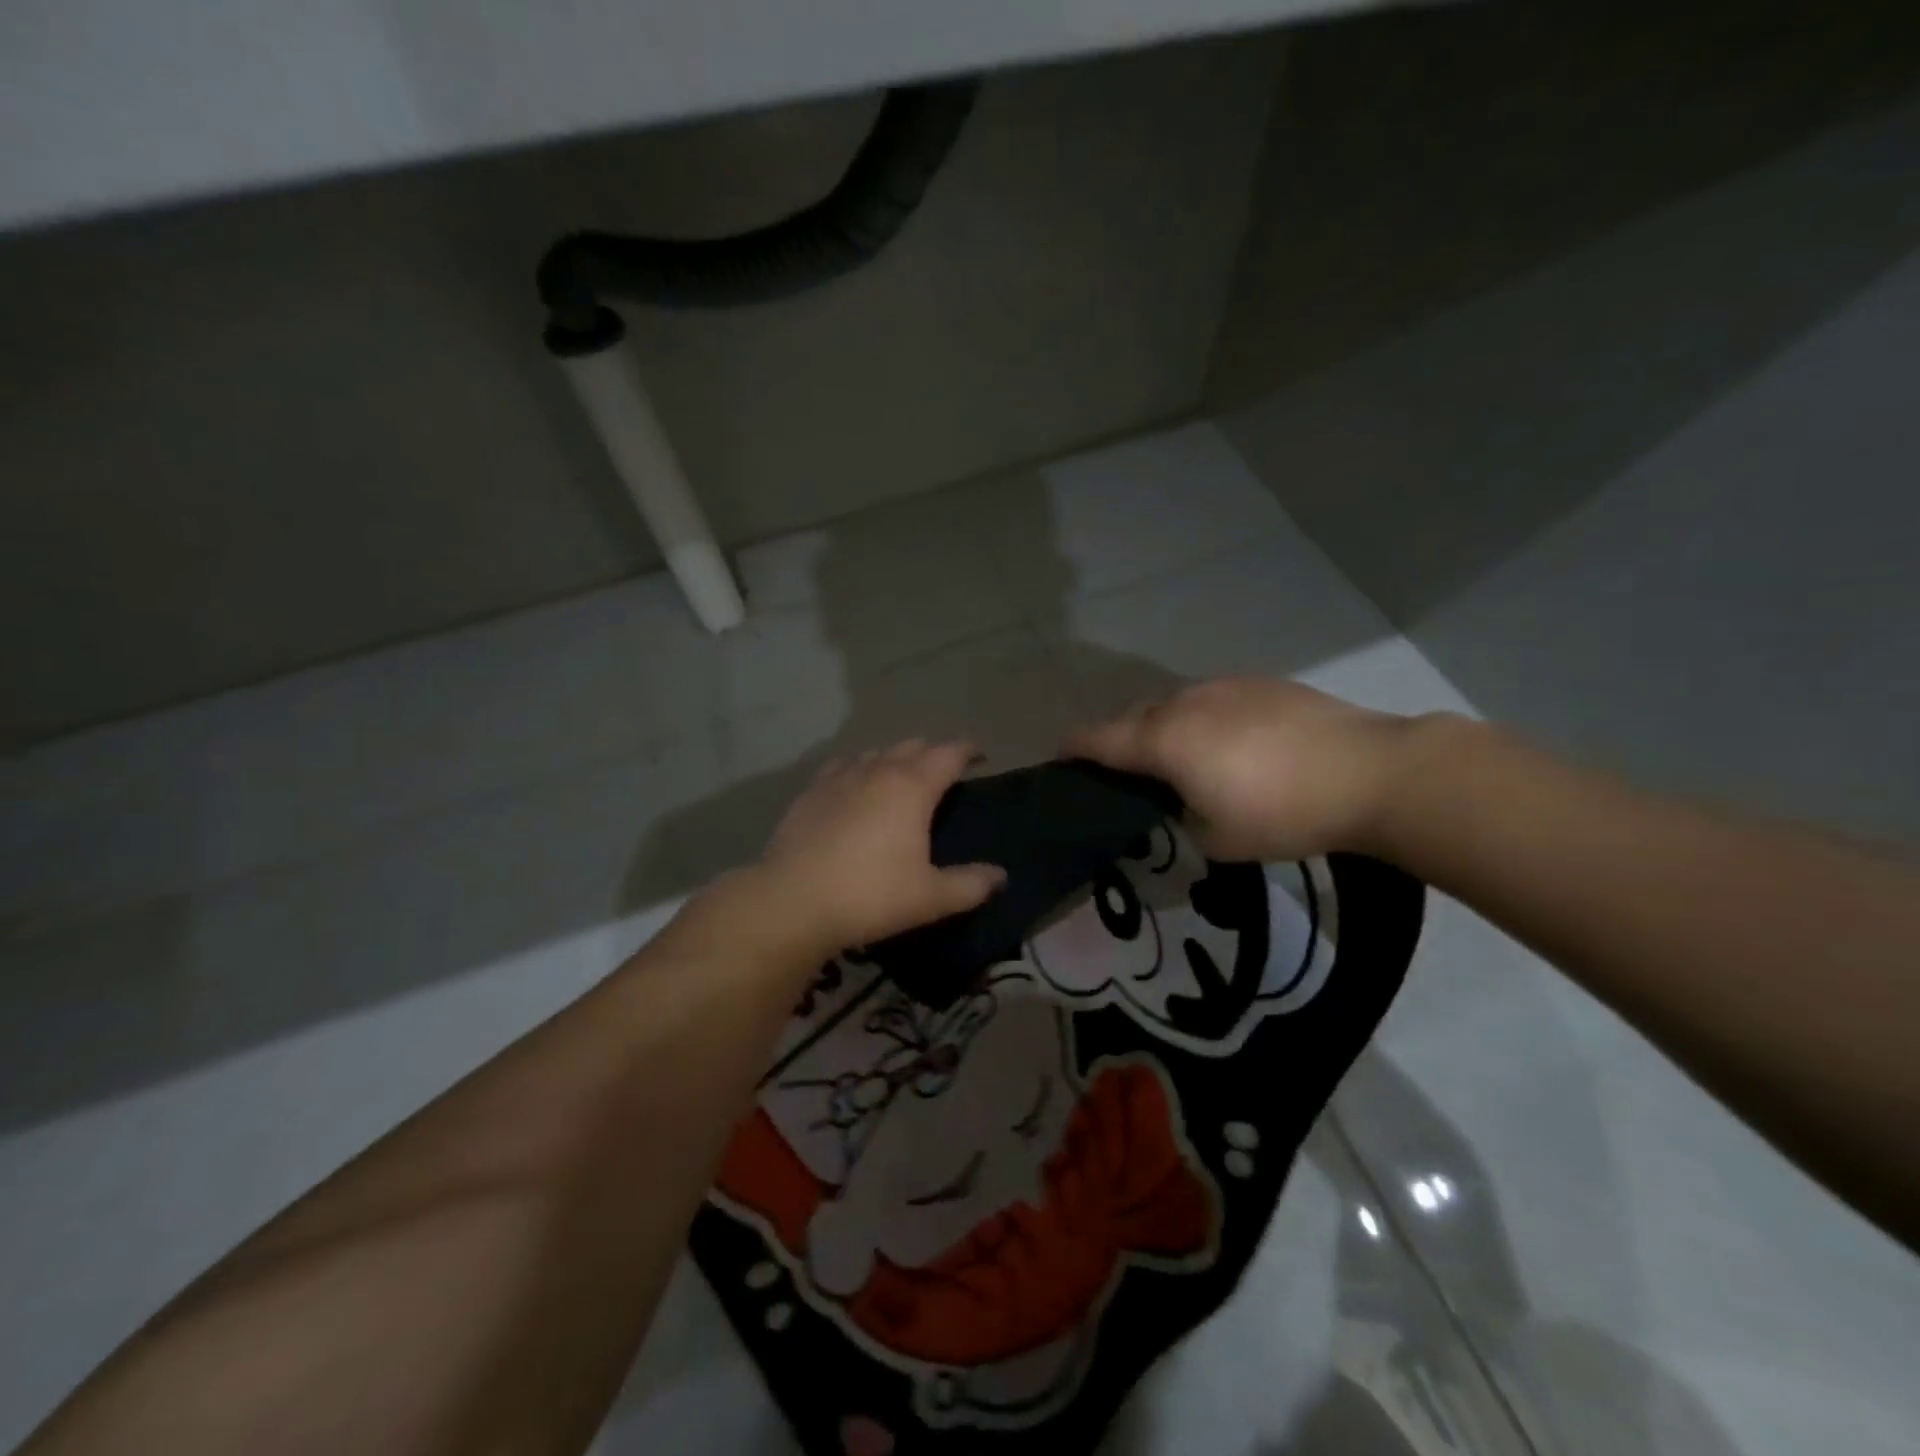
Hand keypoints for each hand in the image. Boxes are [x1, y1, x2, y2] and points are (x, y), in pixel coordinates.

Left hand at [755, 740, 1006, 953]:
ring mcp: (839, 777)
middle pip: (912, 746)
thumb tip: (1000, 876)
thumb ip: (970, 884)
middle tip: (944, 774)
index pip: (948, 753)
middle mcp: (877, 770)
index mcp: (912, 787)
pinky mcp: (811, 791)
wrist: (793, 901)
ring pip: (876, 753)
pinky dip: (859, 769)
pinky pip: (843, 766)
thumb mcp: (930, 897)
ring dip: (895, 759)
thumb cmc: (870, 895)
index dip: (968, 750)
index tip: (980, 755)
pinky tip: (854, 786)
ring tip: (901, 779)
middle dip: (933, 753)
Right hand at [1064, 678, 1429, 861]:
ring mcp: (1223, 687)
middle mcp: (1183, 703)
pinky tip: (1230, 744)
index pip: (1097, 739)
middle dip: (1119, 742)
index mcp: (1162, 740)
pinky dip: (1202, 720)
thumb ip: (1179, 818)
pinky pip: (1211, 700)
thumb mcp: (1215, 839)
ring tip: (1180, 759)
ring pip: (1173, 705)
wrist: (1371, 772)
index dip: (1072, 750)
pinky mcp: (1260, 683)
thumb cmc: (1282, 814)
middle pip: (1132, 718)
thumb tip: (1175, 804)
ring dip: (1163, 729)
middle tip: (1126, 773)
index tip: (1060, 760)